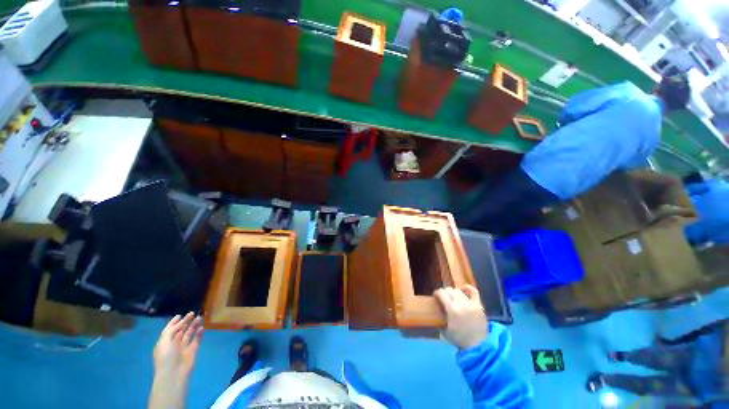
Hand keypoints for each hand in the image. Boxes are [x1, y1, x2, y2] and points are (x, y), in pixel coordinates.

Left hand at [153, 312, 203, 378]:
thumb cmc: (166, 357)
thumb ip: (172, 330)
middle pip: (180, 330)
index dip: (173, 322)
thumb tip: (181, 322)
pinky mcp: (192, 350)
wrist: (174, 373)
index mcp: (164, 342)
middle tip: (192, 313)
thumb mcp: (165, 341)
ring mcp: (183, 347)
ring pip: (189, 333)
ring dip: (193, 326)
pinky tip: (202, 328)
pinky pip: (196, 340)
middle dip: (185, 322)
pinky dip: (199, 334)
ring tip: (199, 317)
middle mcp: (174, 343)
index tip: (180, 315)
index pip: (169, 330)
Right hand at [434, 286, 488, 349]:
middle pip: (449, 290)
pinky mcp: (479, 305)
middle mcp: (461, 304)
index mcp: (452, 310)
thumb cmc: (460, 339)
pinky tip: (463, 289)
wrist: (479, 346)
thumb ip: (439, 318)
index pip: (441, 294)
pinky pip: (473, 291)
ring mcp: (471, 304)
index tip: (435, 296)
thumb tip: (434, 311)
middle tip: (443, 297)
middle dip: (444, 292)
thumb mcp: (445, 330)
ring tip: (452, 296)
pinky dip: (467, 288)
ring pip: (458, 291)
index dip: (436, 293)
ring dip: (453, 292)